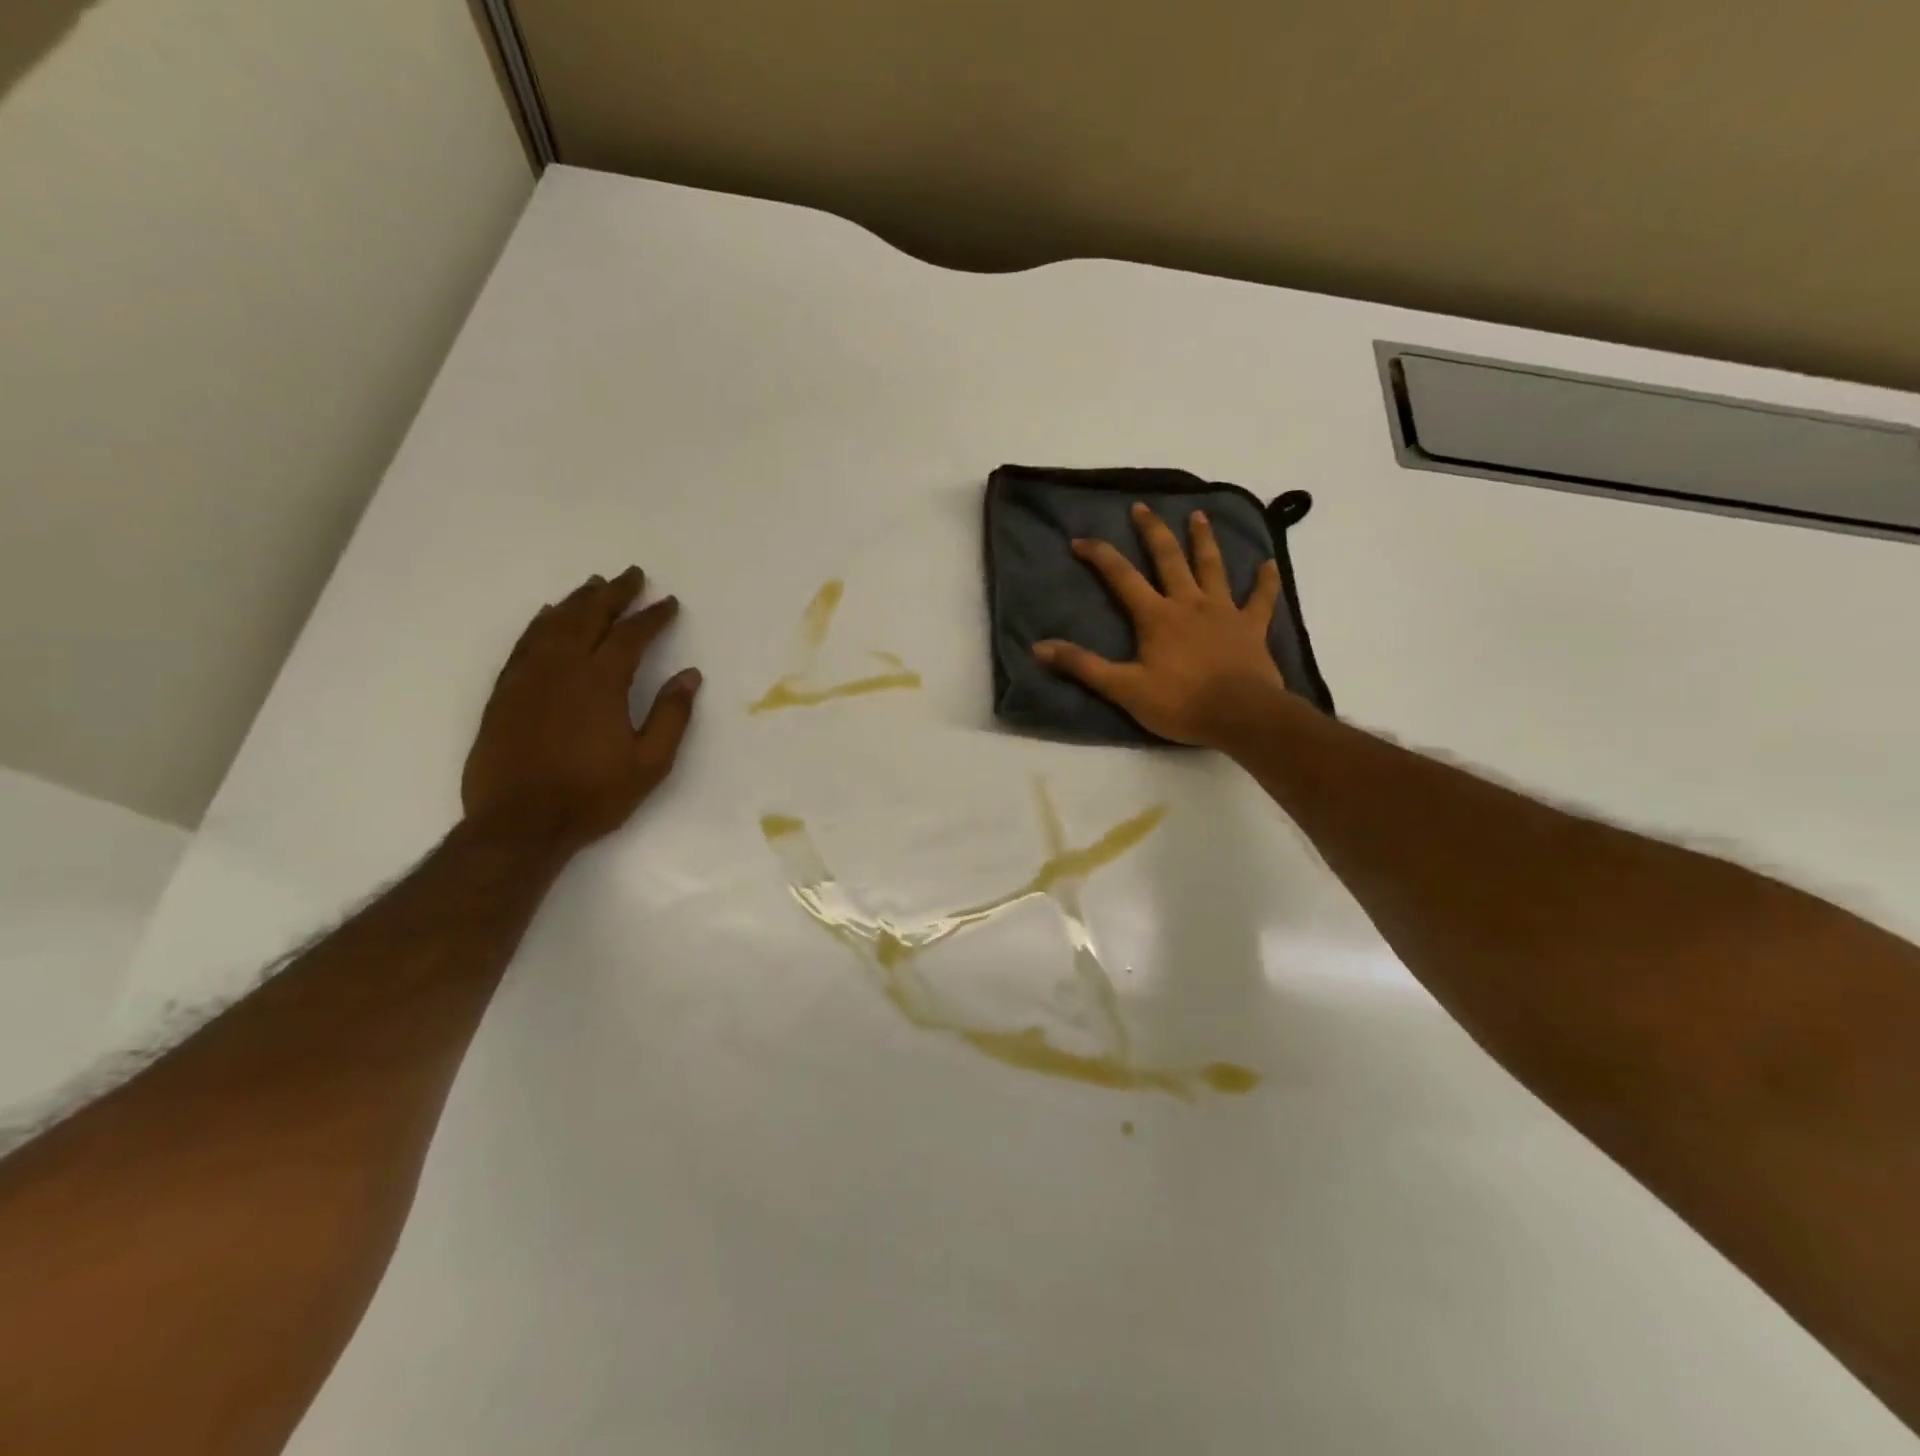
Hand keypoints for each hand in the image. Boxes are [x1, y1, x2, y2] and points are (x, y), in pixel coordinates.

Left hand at [462, 566, 701, 853]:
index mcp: (602, 682)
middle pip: (589, 616)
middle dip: (614, 593)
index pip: (631, 636)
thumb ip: (671, 715)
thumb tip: (690, 675)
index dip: (652, 617)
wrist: (519, 823)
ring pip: (553, 624)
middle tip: (632, 575)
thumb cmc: (593, 795)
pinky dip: (540, 623)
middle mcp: (563, 668)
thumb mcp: (650, 763)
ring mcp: (528, 677)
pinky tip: (547, 615)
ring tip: (594, 584)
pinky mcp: (504, 692)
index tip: (669, 603)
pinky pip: (524, 644)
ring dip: (577, 600)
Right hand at [1034, 503, 1289, 749]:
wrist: (1241, 715)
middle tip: (1142, 508)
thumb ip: (1083, 666)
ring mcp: (1224, 611)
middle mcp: (1189, 603)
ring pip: (1212, 567)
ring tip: (1198, 515)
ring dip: (1204, 540)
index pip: (1121, 577)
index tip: (1080, 540)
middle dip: (1153, 532)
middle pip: (1169, 559)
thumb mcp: (1124, 689)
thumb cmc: (1180, 703)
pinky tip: (1268, 564)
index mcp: (1156, 616)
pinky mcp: (1251, 627)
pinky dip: (1264, 581)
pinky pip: (1260, 599)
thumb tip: (1040, 647)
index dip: (1099, 556)